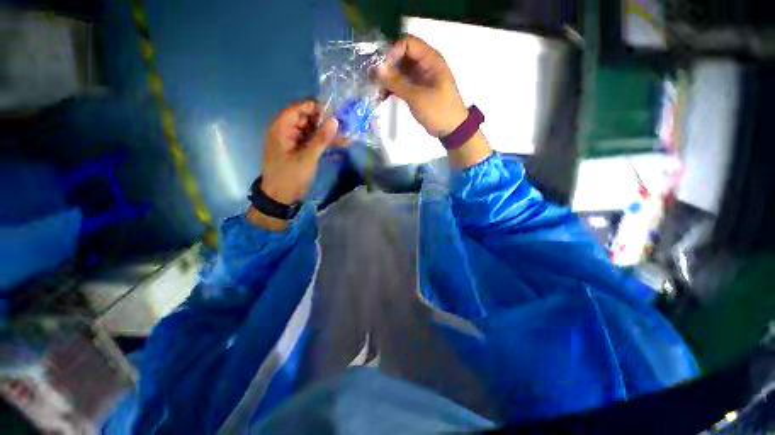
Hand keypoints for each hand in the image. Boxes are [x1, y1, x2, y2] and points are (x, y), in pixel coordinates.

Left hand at [260, 100, 341, 205]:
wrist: (281, 198)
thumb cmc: (290, 176)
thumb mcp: (307, 157)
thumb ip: (321, 139)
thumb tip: (335, 121)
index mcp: (281, 129)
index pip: (298, 110)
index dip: (314, 108)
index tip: (333, 111)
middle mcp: (287, 133)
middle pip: (306, 120)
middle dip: (324, 122)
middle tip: (343, 125)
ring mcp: (294, 143)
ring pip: (312, 132)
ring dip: (327, 134)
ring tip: (345, 135)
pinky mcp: (300, 153)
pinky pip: (313, 143)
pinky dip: (324, 144)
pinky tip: (340, 144)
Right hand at [375, 35, 467, 137]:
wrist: (450, 129)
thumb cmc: (437, 110)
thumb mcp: (416, 96)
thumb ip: (397, 82)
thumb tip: (377, 69)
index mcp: (430, 59)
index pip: (407, 43)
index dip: (393, 52)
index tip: (382, 69)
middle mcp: (424, 64)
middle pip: (401, 56)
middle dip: (387, 66)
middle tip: (373, 80)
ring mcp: (420, 77)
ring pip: (400, 71)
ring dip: (387, 79)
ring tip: (375, 90)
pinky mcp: (417, 89)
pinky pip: (402, 83)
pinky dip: (392, 88)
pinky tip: (382, 96)